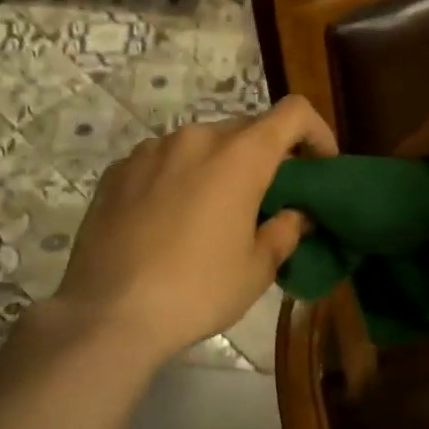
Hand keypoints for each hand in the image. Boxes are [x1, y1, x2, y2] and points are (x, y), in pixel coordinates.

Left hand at [49, 96, 336, 366]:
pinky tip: (170, 220)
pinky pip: (163, 161)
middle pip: (247, 129)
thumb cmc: (197, 290)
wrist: (108, 314)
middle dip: (266, 157)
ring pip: (201, 145)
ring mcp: (150, 151)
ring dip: (219, 166)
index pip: (293, 113)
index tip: (320, 166)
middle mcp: (196, 138)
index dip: (316, 132)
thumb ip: (285, 230)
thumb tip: (296, 214)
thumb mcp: (257, 269)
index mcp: (240, 156)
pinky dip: (180, 177)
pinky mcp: (117, 171)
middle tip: (268, 199)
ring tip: (214, 212)